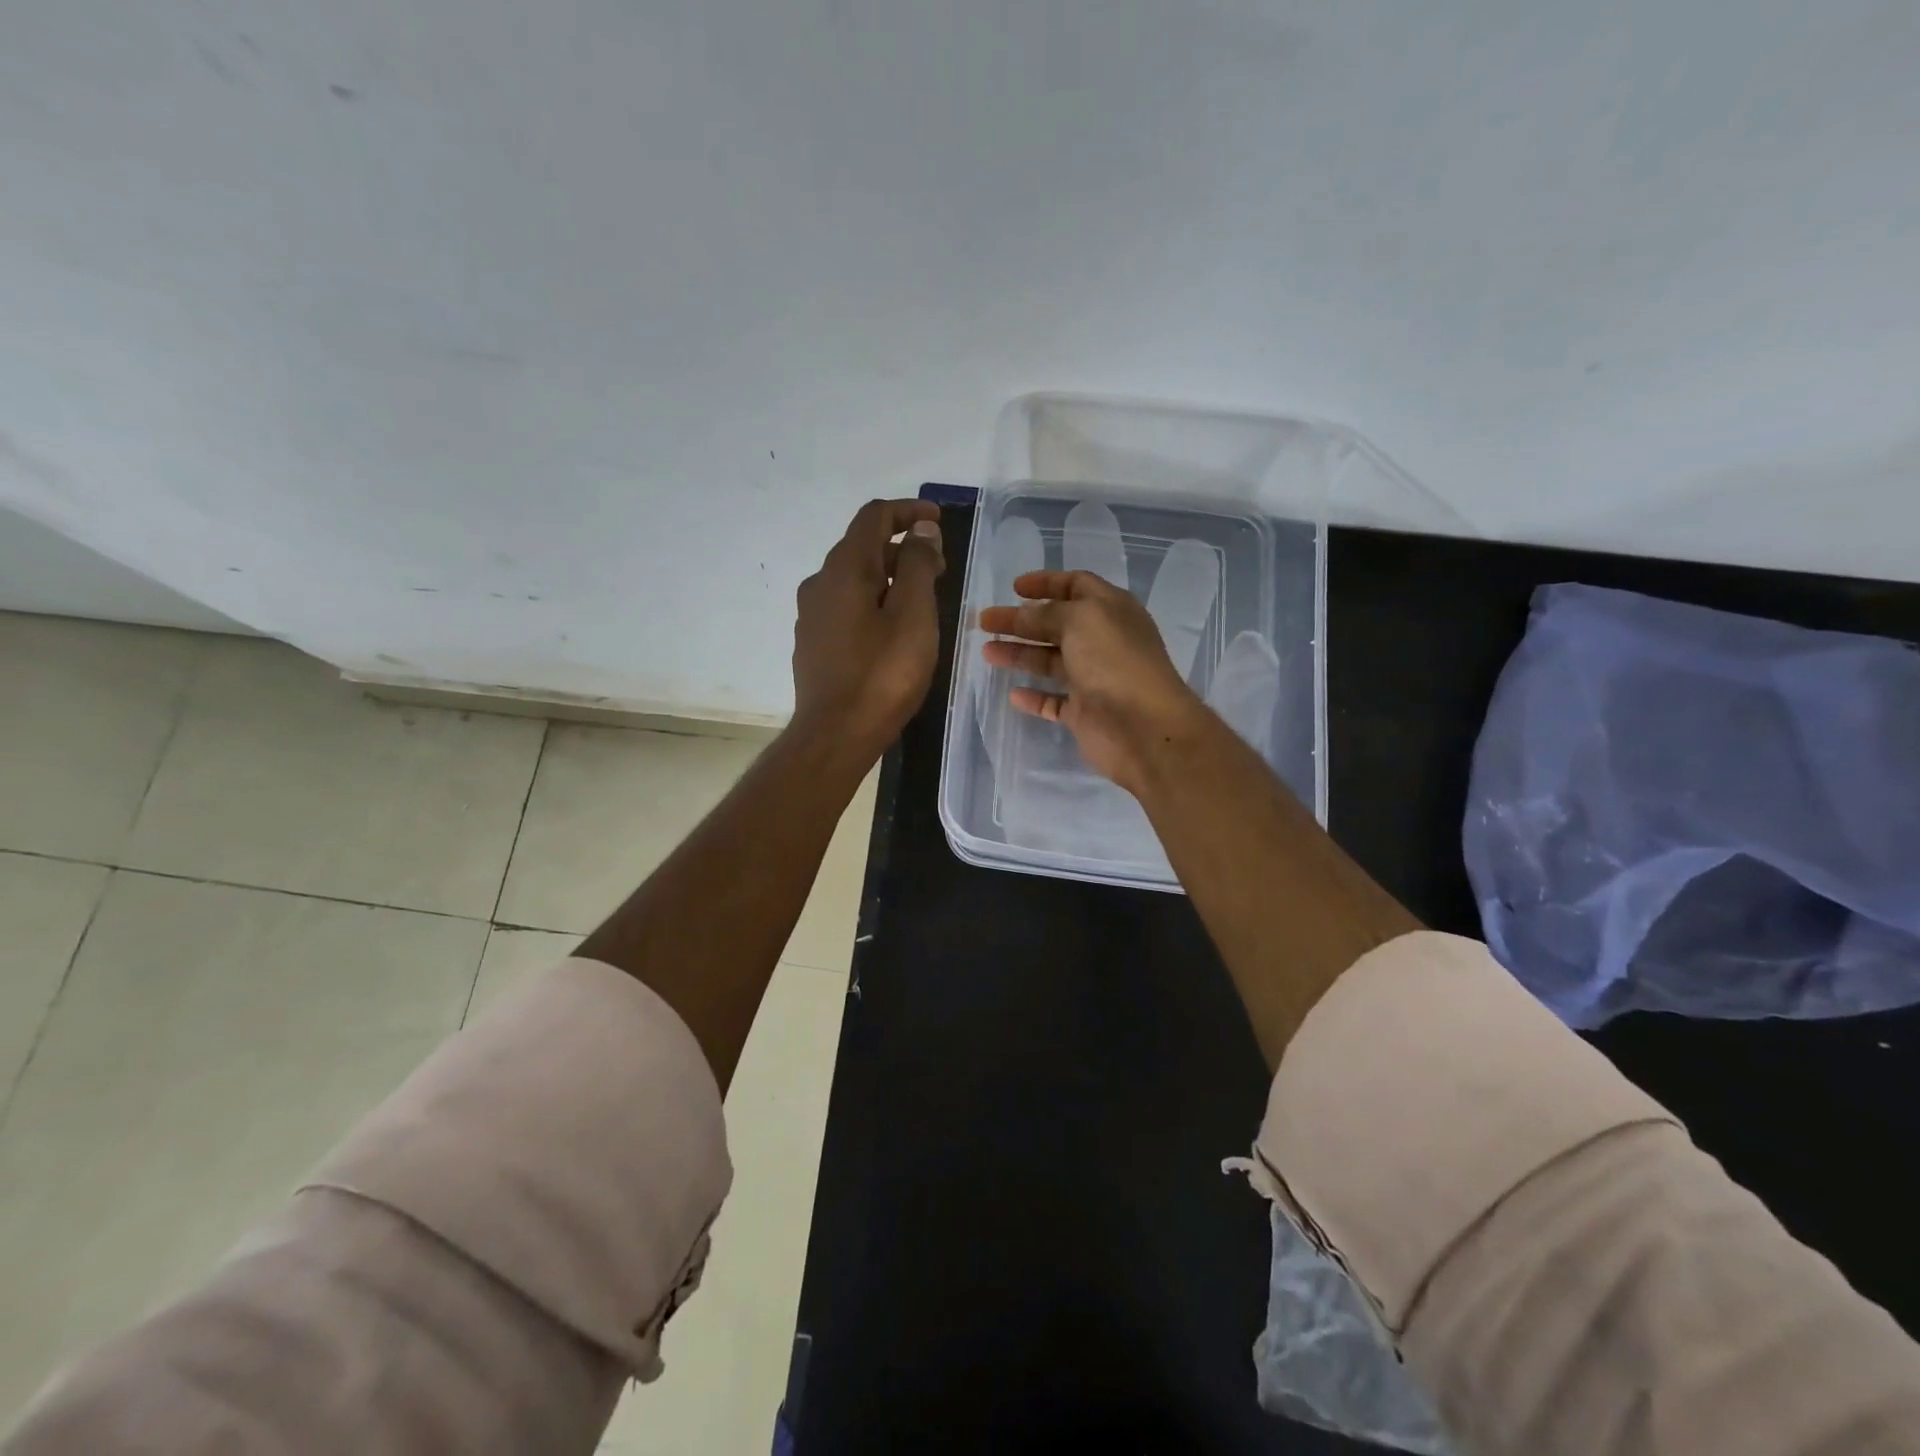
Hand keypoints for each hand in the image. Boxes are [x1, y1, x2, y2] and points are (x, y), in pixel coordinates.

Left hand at [792, 498, 944, 754]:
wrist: (835, 734)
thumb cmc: (883, 674)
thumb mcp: (914, 615)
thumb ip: (918, 565)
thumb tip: (920, 530)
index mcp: (845, 569)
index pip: (873, 517)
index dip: (908, 511)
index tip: (938, 523)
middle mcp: (820, 583)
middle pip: (863, 547)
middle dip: (903, 548)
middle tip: (940, 569)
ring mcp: (812, 615)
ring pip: (854, 579)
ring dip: (889, 577)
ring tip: (922, 601)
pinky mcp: (813, 643)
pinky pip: (846, 606)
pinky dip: (873, 601)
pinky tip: (893, 630)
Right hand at [980, 569, 1207, 794]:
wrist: (1142, 727)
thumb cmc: (1114, 661)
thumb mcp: (1079, 620)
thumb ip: (1046, 614)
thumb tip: (1022, 614)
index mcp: (1111, 610)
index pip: (1077, 586)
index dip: (1046, 583)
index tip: (1014, 588)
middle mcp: (1103, 642)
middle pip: (1056, 624)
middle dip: (1021, 620)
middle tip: (986, 622)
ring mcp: (1094, 679)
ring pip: (1051, 662)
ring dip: (1020, 654)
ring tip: (987, 652)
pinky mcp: (1085, 713)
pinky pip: (1054, 702)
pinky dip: (1034, 697)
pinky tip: (1013, 694)